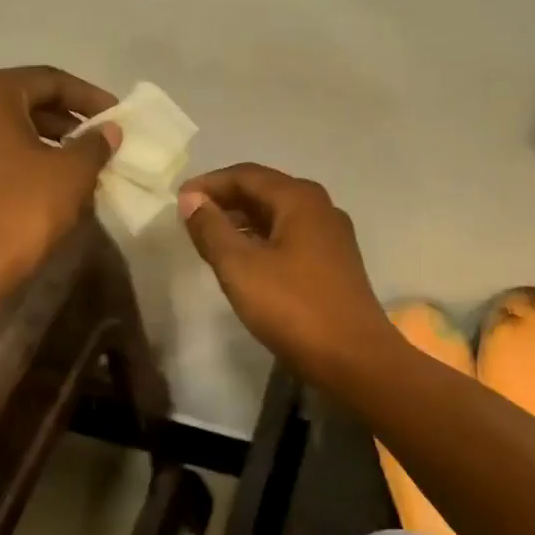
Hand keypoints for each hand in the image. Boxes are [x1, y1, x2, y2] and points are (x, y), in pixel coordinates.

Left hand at [0, 66, 120, 283]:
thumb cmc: (24, 207)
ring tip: (74, 157)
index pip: (49, 80)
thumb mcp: (73, 172)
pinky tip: (42, 178)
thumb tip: (109, 130)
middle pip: (22, 100)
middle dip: (63, 117)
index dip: (88, 96)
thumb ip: (94, 143)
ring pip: (2, 127)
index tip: (114, 115)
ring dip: (40, 137)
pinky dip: (16, 156)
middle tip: (95, 136)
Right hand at [178, 163, 397, 384]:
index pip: (246, 175)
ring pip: (278, 215)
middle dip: (226, 199)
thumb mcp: (240, 267)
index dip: (210, 183)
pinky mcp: (334, 262)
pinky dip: (262, 238)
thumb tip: (191, 199)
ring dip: (243, 220)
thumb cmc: (293, 307)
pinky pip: (290, 236)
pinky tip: (244, 259)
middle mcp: (320, 208)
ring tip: (210, 237)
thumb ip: (211, 229)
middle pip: (264, 190)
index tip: (180, 200)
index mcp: (299, 199)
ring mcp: (331, 236)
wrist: (355, 359)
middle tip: (191, 216)